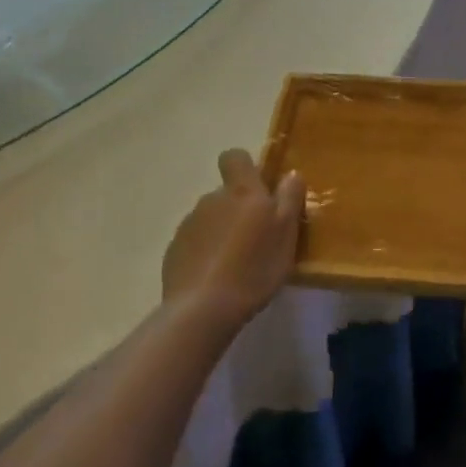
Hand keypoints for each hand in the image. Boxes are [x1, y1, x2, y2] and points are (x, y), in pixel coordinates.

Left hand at [162, 149, 306, 329]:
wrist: (202, 309)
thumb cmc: (254, 267)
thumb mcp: (286, 232)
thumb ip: (289, 198)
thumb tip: (291, 173)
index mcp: (241, 191)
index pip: (235, 157)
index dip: (245, 167)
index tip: (259, 189)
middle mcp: (212, 199)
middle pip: (226, 193)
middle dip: (239, 209)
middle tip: (256, 239)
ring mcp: (189, 225)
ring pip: (211, 218)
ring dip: (222, 232)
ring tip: (236, 264)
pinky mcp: (174, 251)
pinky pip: (195, 243)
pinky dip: (206, 253)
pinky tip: (216, 278)